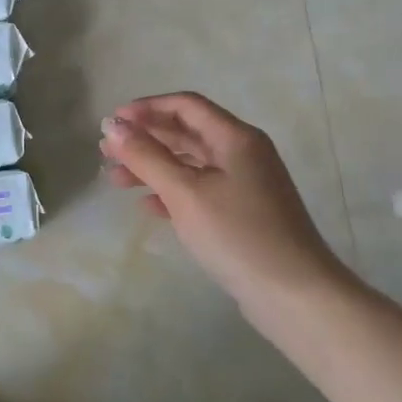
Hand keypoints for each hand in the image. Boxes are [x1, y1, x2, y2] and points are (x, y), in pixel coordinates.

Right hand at [100, 93, 351, 323]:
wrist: (295, 295)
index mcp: (235, 138)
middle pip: (186, 133)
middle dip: (145, 138)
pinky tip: (148, 206)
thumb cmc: (238, 235)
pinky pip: (199, 190)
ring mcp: (245, 185)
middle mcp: (242, 153)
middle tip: (106, 152)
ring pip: (190, 164)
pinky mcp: (242, 213)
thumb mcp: (185, 192)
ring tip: (116, 180)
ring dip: (153, 167)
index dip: (146, 108)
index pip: (185, 106)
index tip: (112, 122)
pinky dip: (171, 192)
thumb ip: (146, 157)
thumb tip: (112, 125)